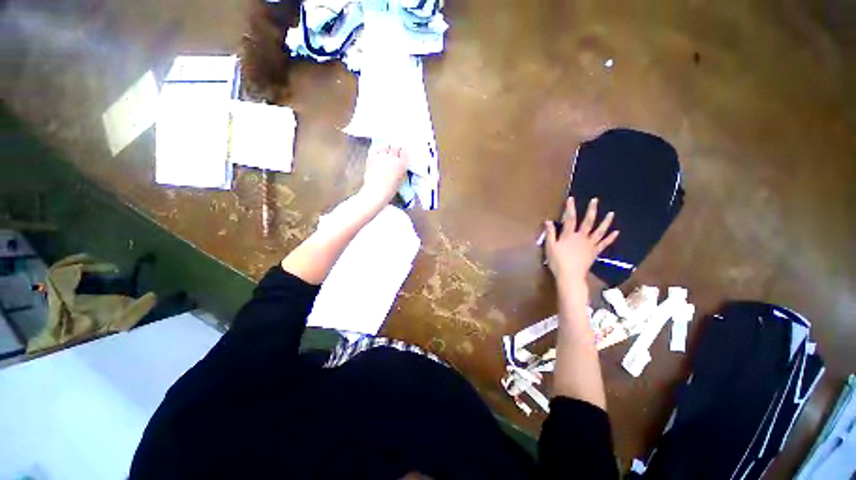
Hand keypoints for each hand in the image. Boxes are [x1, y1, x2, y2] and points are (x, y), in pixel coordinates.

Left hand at [360, 144, 408, 206]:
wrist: (376, 192)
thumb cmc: (390, 189)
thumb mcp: (401, 180)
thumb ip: (402, 171)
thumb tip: (401, 166)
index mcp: (401, 164)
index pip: (404, 152)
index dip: (403, 153)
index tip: (401, 155)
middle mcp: (392, 157)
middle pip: (395, 146)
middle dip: (395, 148)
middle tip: (394, 152)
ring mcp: (381, 156)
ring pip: (385, 146)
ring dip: (386, 149)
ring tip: (385, 154)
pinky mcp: (371, 157)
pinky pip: (375, 150)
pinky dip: (377, 152)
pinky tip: (378, 156)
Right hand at [544, 197, 618, 287]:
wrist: (570, 275)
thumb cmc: (557, 261)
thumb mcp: (550, 247)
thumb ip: (550, 233)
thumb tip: (548, 221)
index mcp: (569, 235)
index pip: (569, 218)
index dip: (570, 208)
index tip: (571, 198)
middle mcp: (581, 237)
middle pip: (587, 221)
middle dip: (591, 210)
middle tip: (595, 200)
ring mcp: (590, 244)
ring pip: (599, 231)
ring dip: (605, 222)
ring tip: (611, 213)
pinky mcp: (595, 252)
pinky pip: (604, 243)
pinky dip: (610, 238)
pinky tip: (616, 232)